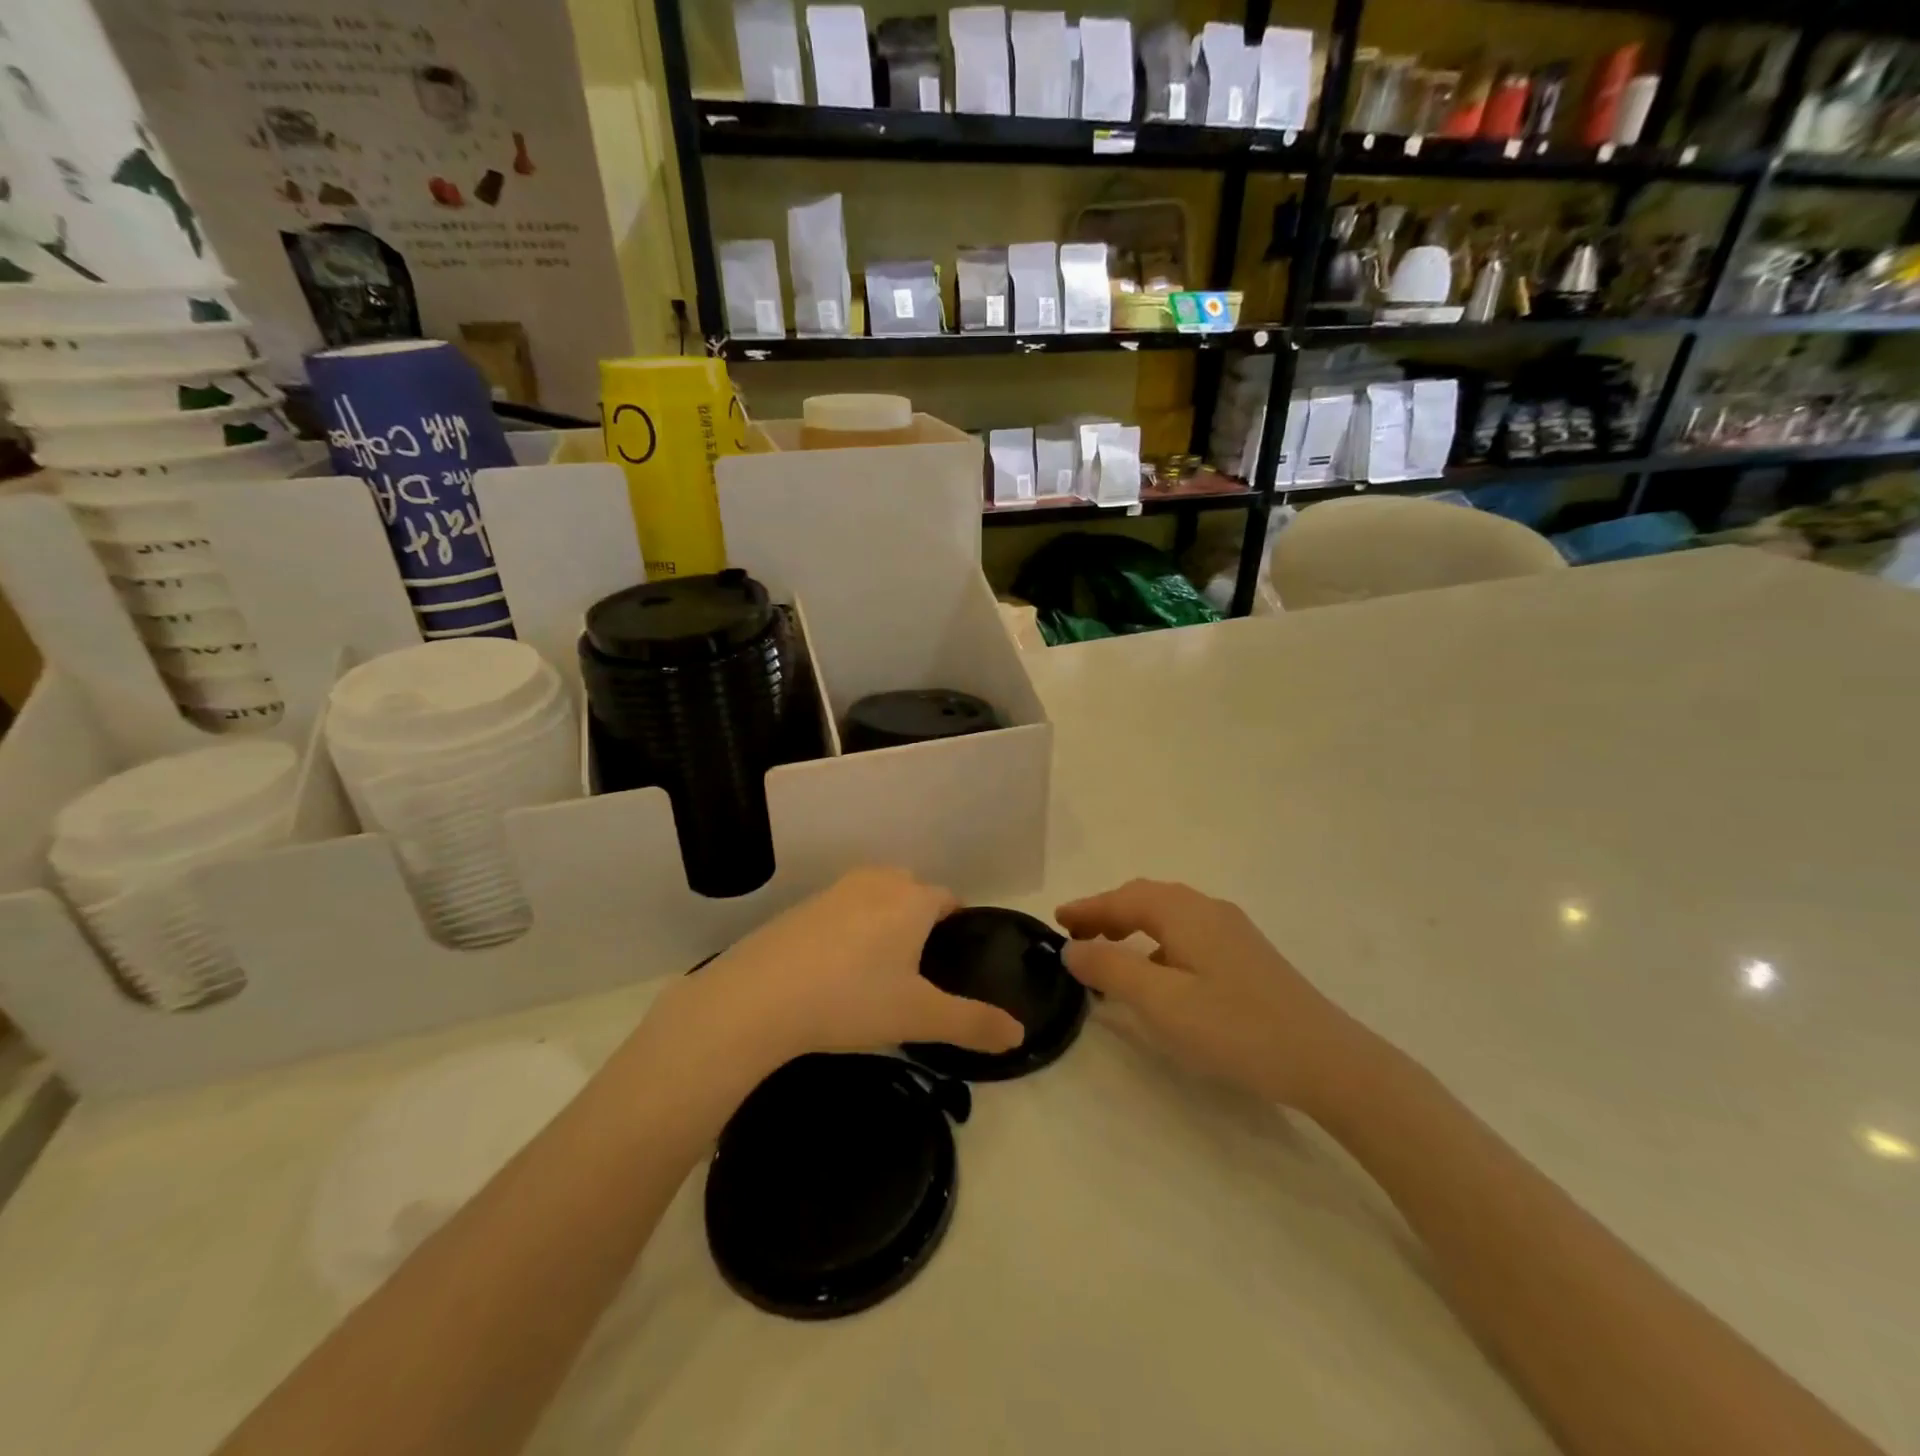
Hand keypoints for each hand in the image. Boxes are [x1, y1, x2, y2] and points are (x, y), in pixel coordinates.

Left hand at [641, 869, 1024, 1080]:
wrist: (759, 997)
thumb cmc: (851, 999)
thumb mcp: (918, 1017)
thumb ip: (973, 1023)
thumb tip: (1019, 1034)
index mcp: (912, 900)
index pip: (948, 899)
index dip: (957, 924)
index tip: (955, 956)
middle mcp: (877, 882)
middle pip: (912, 890)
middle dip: (921, 918)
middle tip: (919, 966)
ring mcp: (835, 891)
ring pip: (875, 896)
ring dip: (884, 920)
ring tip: (879, 967)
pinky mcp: (801, 906)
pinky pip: (841, 909)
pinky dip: (849, 928)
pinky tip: (836, 967)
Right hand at [1057, 879, 1361, 1108]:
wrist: (1326, 1060)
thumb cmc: (1235, 1027)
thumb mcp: (1161, 1002)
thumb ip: (1111, 970)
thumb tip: (1072, 948)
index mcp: (1185, 913)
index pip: (1124, 898)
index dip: (1088, 908)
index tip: (1056, 920)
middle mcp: (1209, 910)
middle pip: (1147, 899)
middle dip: (1108, 912)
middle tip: (1077, 935)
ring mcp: (1233, 932)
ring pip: (1170, 916)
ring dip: (1133, 926)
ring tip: (1109, 952)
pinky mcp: (1247, 956)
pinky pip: (1188, 934)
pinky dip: (1158, 943)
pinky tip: (1158, 975)